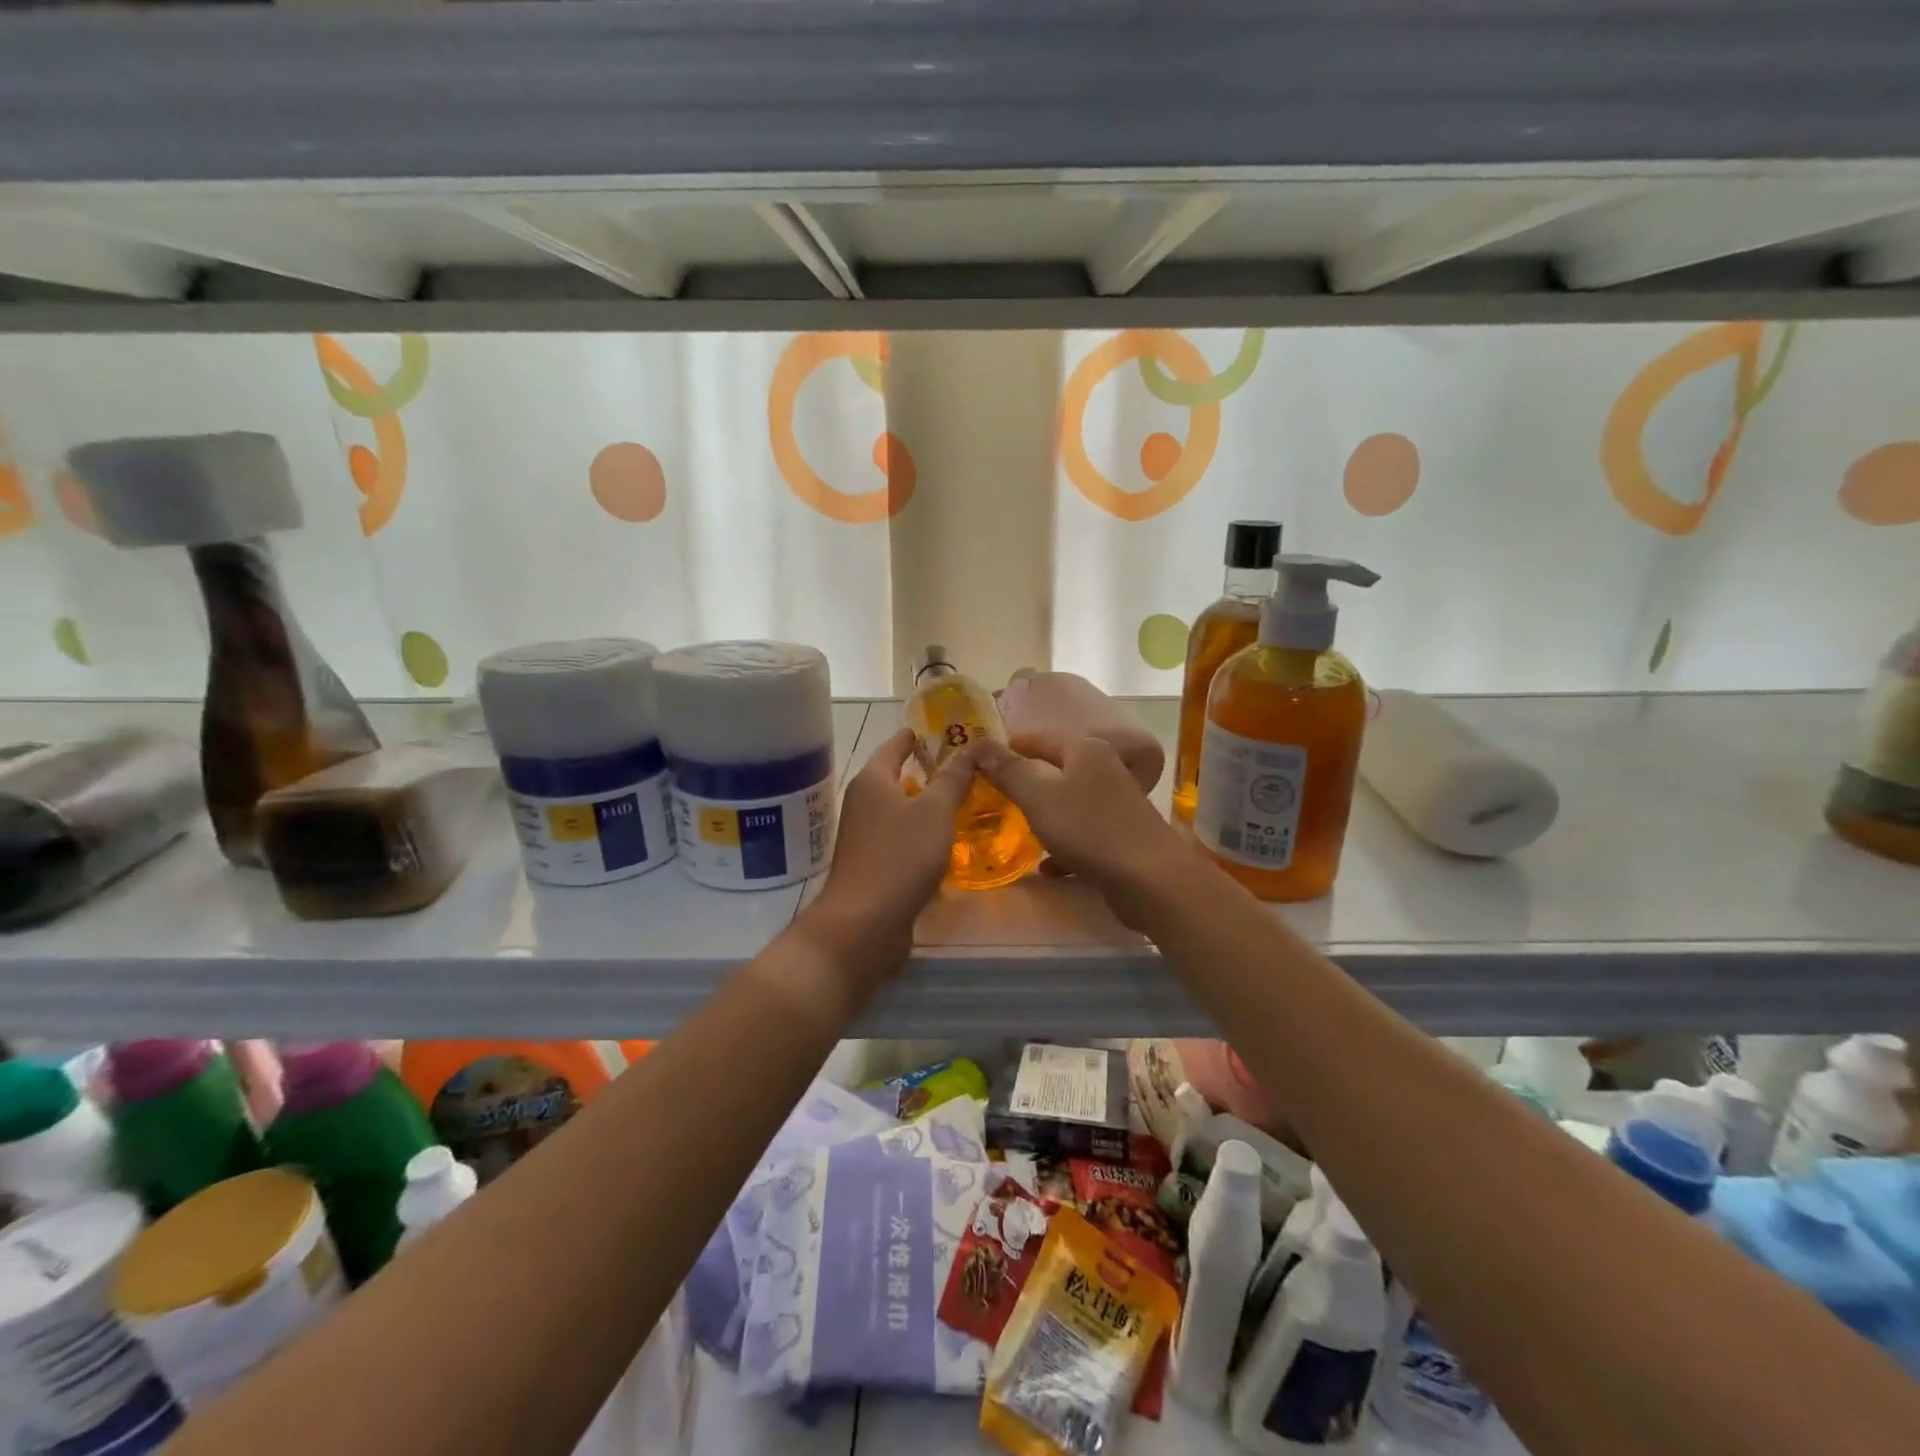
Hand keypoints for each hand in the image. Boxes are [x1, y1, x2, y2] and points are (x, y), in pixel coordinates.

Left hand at [800, 727, 979, 979]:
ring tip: (960, 801)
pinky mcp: (873, 866)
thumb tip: (972, 746)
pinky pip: (901, 841)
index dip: (913, 737)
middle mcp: (863, 804)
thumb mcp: (935, 812)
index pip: (894, 746)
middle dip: (923, 772)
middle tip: (961, 767)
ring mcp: (865, 837)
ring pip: (899, 812)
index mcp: (872, 781)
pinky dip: (921, 835)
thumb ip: (953, 779)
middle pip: (894, 778)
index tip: (935, 731)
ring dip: (924, 806)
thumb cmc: (899, 857)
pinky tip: (945, 843)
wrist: (864, 924)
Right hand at [974, 731, 1189, 921]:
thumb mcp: (1039, 798)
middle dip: (1026, 783)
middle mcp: (1104, 769)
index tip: (983, 759)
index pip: (1039, 739)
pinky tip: (1048, 868)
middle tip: (993, 796)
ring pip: (1069, 803)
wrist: (1151, 878)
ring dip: (1044, 816)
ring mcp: (1117, 802)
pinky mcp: (1122, 835)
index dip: (1011, 747)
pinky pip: (1083, 833)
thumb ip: (1009, 771)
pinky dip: (1064, 846)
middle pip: (1056, 769)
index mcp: (1085, 750)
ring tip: (1015, 830)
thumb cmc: (1090, 829)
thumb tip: (979, 744)